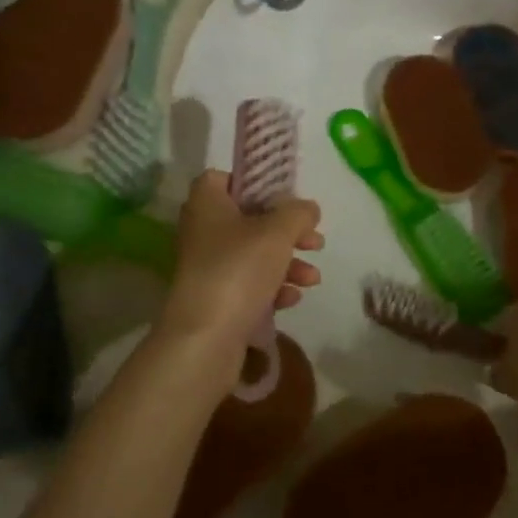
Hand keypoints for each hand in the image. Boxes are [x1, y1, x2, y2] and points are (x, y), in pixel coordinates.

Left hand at [158, 170, 322, 352]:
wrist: (205, 338)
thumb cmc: (239, 270)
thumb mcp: (277, 232)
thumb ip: (298, 213)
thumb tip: (308, 208)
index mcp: (207, 204)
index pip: (223, 178)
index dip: (254, 183)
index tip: (285, 197)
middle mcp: (202, 232)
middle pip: (249, 220)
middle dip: (287, 231)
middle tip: (315, 241)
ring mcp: (207, 268)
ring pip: (254, 255)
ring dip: (287, 263)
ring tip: (313, 278)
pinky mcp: (215, 300)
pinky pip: (249, 285)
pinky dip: (272, 288)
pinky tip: (292, 299)